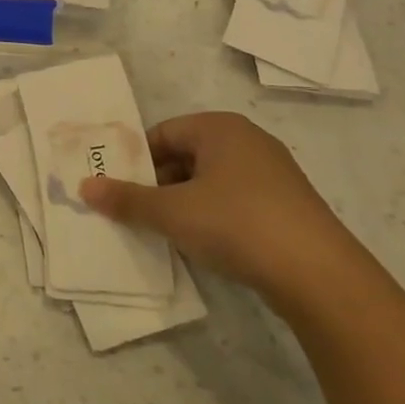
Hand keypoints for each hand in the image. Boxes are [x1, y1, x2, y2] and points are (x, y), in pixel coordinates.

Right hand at [79, 111, 358, 298]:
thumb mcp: (171, 212)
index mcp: (220, 128)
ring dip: (183, 203)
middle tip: (135, 213)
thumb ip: (126, 199)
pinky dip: (213, 217)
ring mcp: (272, 174)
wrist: (319, 275)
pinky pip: (234, 201)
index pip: (162, 134)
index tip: (118, 189)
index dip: (136, 161)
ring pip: (209, 181)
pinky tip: (205, 244)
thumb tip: (85, 187)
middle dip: (157, 184)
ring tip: (165, 232)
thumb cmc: (236, 224)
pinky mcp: (287, 206)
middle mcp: (247, 141)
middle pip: (185, 156)